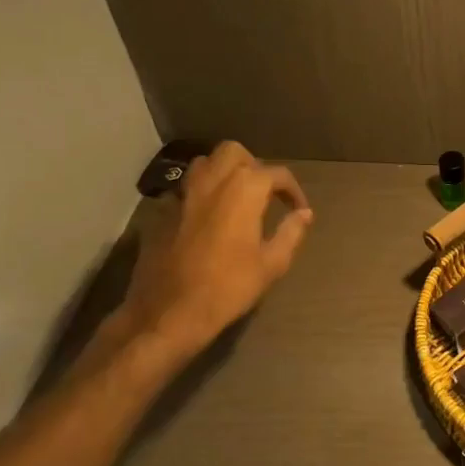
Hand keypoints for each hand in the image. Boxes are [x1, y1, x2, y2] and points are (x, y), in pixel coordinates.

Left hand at [119, 142, 312, 355]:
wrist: (168, 312)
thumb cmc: (227, 287)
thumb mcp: (271, 264)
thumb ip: (291, 233)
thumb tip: (304, 214)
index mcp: (244, 189)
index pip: (277, 174)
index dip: (293, 190)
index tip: (299, 210)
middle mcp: (212, 181)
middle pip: (234, 153)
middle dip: (253, 165)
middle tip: (263, 193)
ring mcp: (182, 194)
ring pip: (204, 164)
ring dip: (223, 173)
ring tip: (235, 198)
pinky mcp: (161, 212)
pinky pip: (184, 190)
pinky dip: (199, 195)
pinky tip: (206, 219)